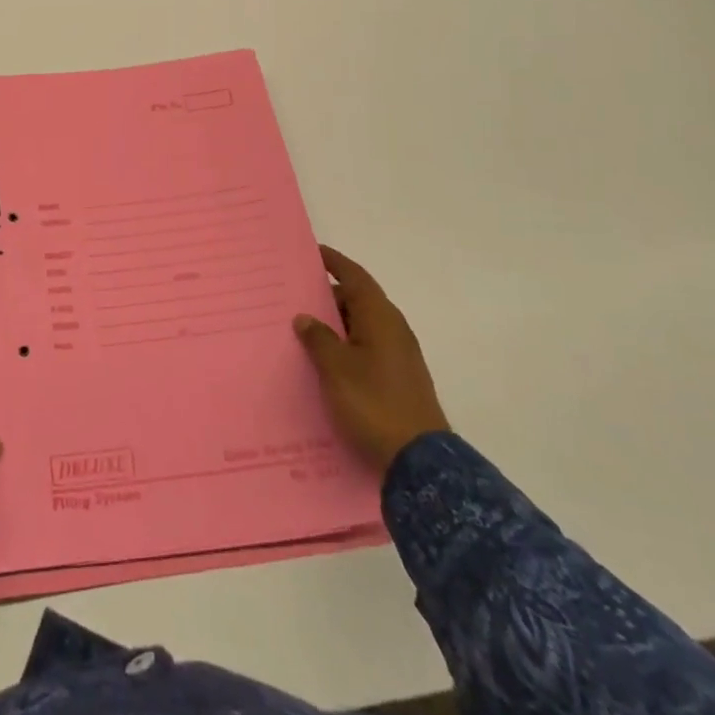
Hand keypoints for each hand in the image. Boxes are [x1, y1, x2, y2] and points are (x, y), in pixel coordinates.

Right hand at [295, 245, 448, 472]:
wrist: (419, 462)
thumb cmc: (373, 403)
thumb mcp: (336, 368)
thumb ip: (318, 338)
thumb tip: (305, 317)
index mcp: (380, 317)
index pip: (355, 277)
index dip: (334, 262)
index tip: (312, 253)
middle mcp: (393, 329)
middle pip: (358, 299)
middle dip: (329, 295)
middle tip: (295, 294)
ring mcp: (399, 355)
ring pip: (362, 325)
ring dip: (336, 322)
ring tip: (303, 327)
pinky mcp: (399, 378)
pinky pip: (366, 346)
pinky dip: (345, 343)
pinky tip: (324, 358)